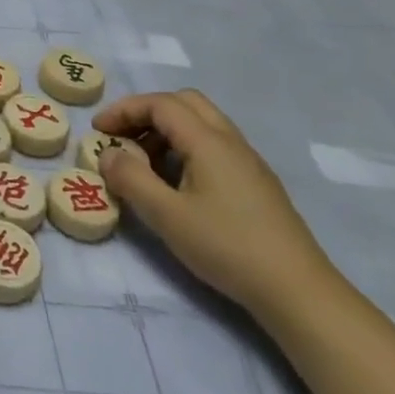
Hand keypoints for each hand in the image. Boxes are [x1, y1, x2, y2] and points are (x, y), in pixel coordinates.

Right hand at [93, 89, 337, 320]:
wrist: (297, 290)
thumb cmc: (227, 247)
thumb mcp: (166, 215)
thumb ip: (130, 178)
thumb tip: (108, 153)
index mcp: (208, 141)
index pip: (160, 104)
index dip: (124, 110)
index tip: (98, 131)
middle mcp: (230, 141)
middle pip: (184, 103)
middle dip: (146, 112)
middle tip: (122, 138)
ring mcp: (247, 161)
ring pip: (201, 123)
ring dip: (165, 131)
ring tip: (143, 163)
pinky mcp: (255, 183)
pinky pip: (213, 145)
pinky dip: (184, 148)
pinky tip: (175, 183)